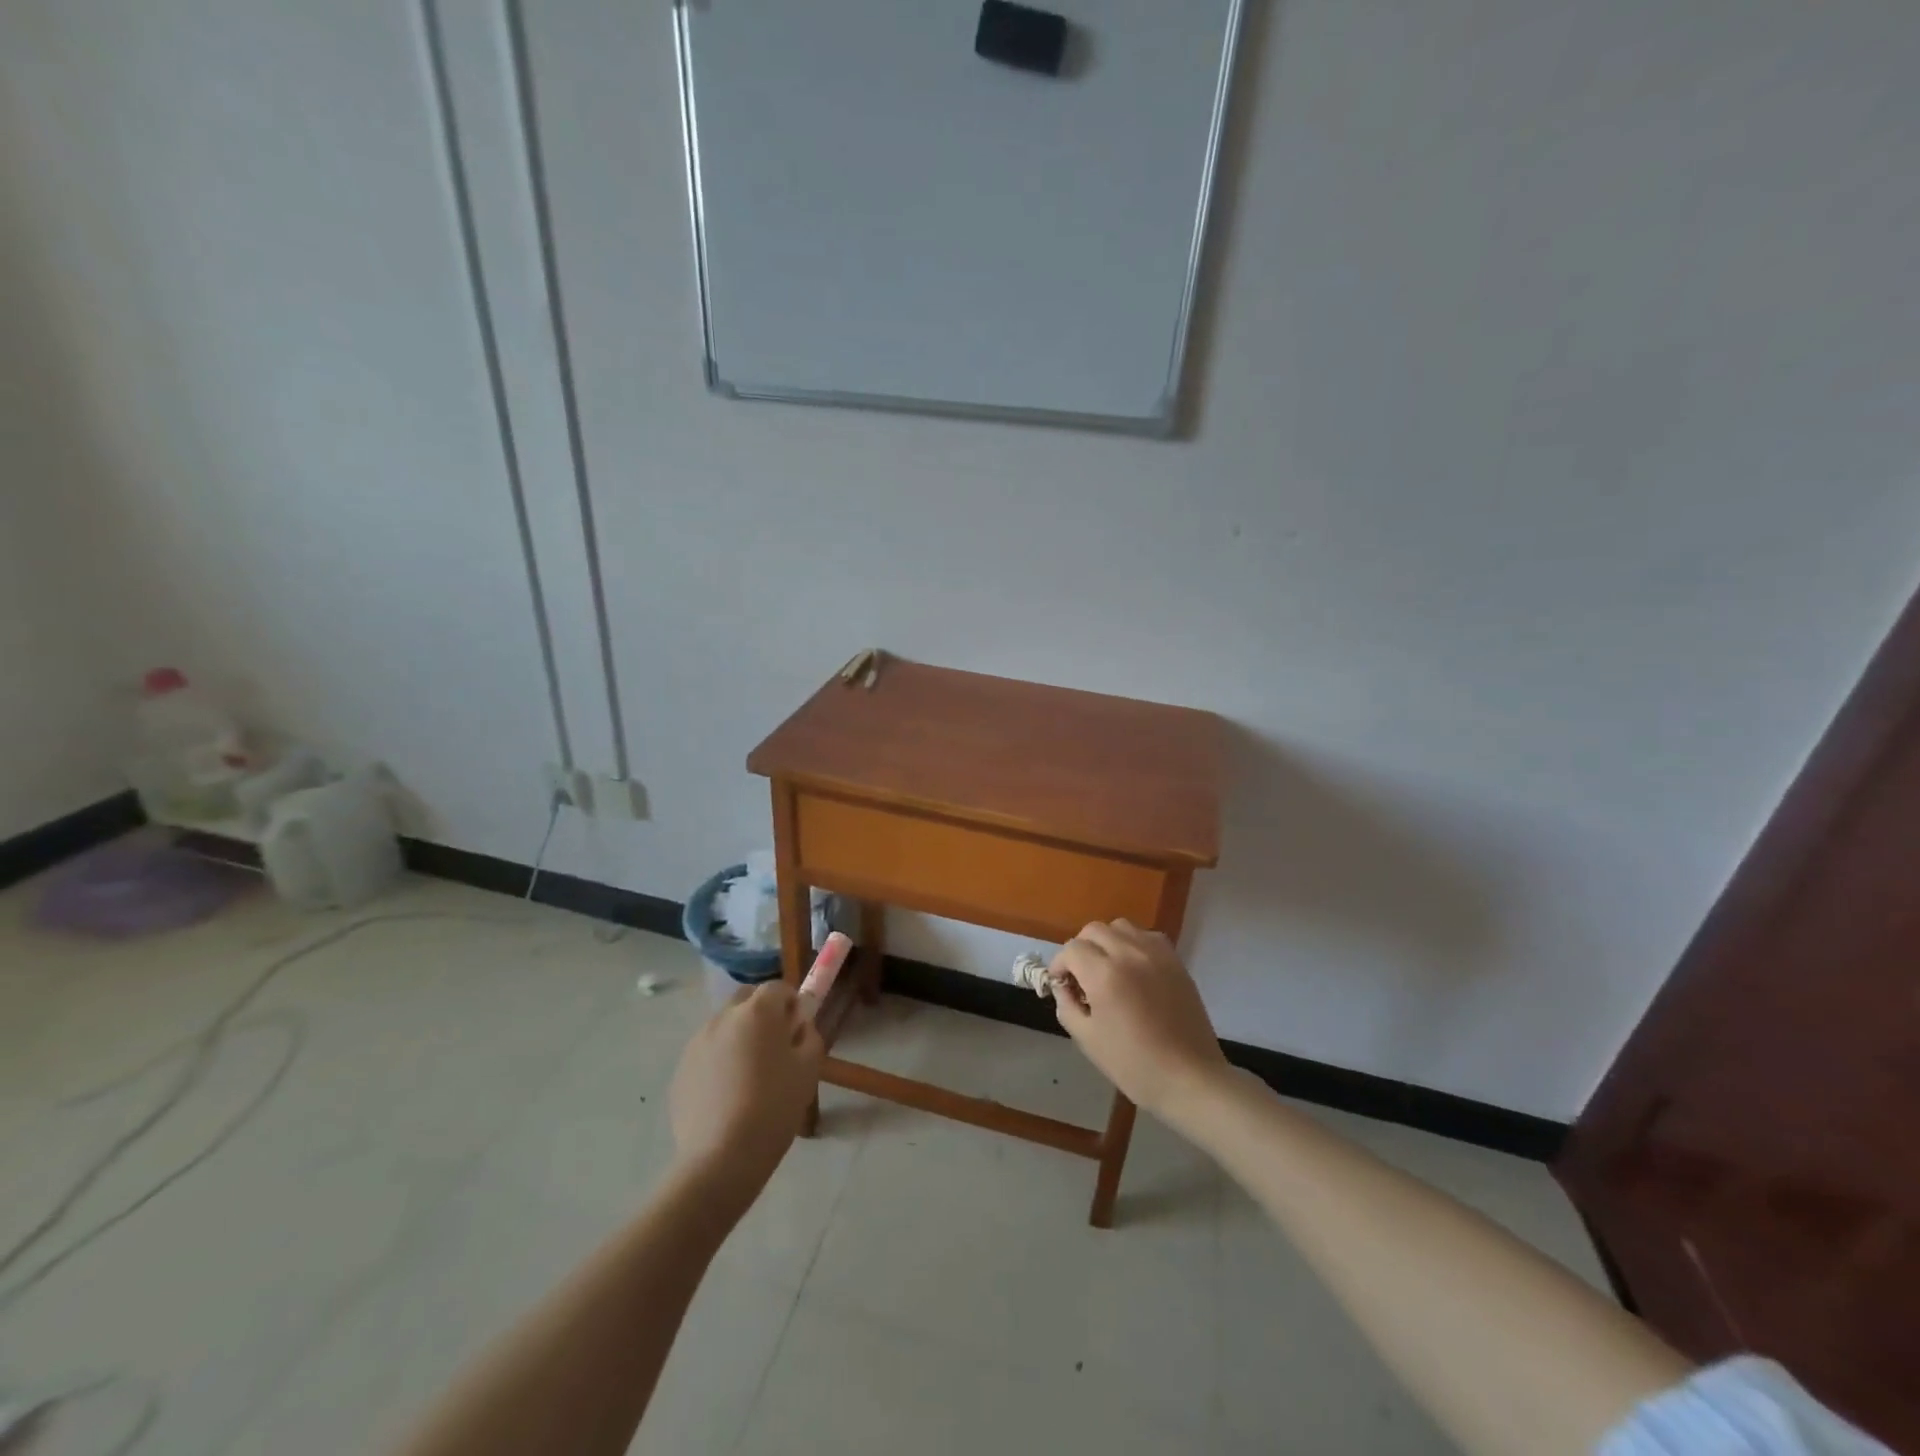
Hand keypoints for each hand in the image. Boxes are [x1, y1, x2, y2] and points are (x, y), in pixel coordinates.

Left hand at [669, 982, 823, 1197]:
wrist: (722, 1157)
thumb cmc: (774, 1107)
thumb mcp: (809, 1069)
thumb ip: (809, 1036)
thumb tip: (798, 1027)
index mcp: (757, 1012)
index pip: (777, 987)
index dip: (791, 1003)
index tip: (797, 1029)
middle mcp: (723, 1017)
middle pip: (746, 999)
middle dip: (762, 1012)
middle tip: (775, 1046)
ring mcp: (697, 1042)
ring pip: (724, 1025)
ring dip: (739, 1036)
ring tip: (749, 1075)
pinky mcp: (681, 1070)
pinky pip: (707, 1052)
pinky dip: (719, 1061)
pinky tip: (728, 1095)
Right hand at [1050, 920, 1230, 1123]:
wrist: (1189, 1078)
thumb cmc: (1133, 1064)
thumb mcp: (1087, 1039)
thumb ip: (1066, 1005)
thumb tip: (1062, 987)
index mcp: (1104, 974)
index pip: (1071, 949)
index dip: (1060, 965)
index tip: (1061, 984)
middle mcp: (1129, 954)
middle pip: (1093, 930)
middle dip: (1080, 949)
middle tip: (1081, 976)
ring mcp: (1156, 954)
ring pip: (1120, 927)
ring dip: (1107, 941)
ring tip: (1108, 968)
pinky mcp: (1175, 961)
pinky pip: (1147, 936)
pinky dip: (1133, 944)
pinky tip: (1134, 969)